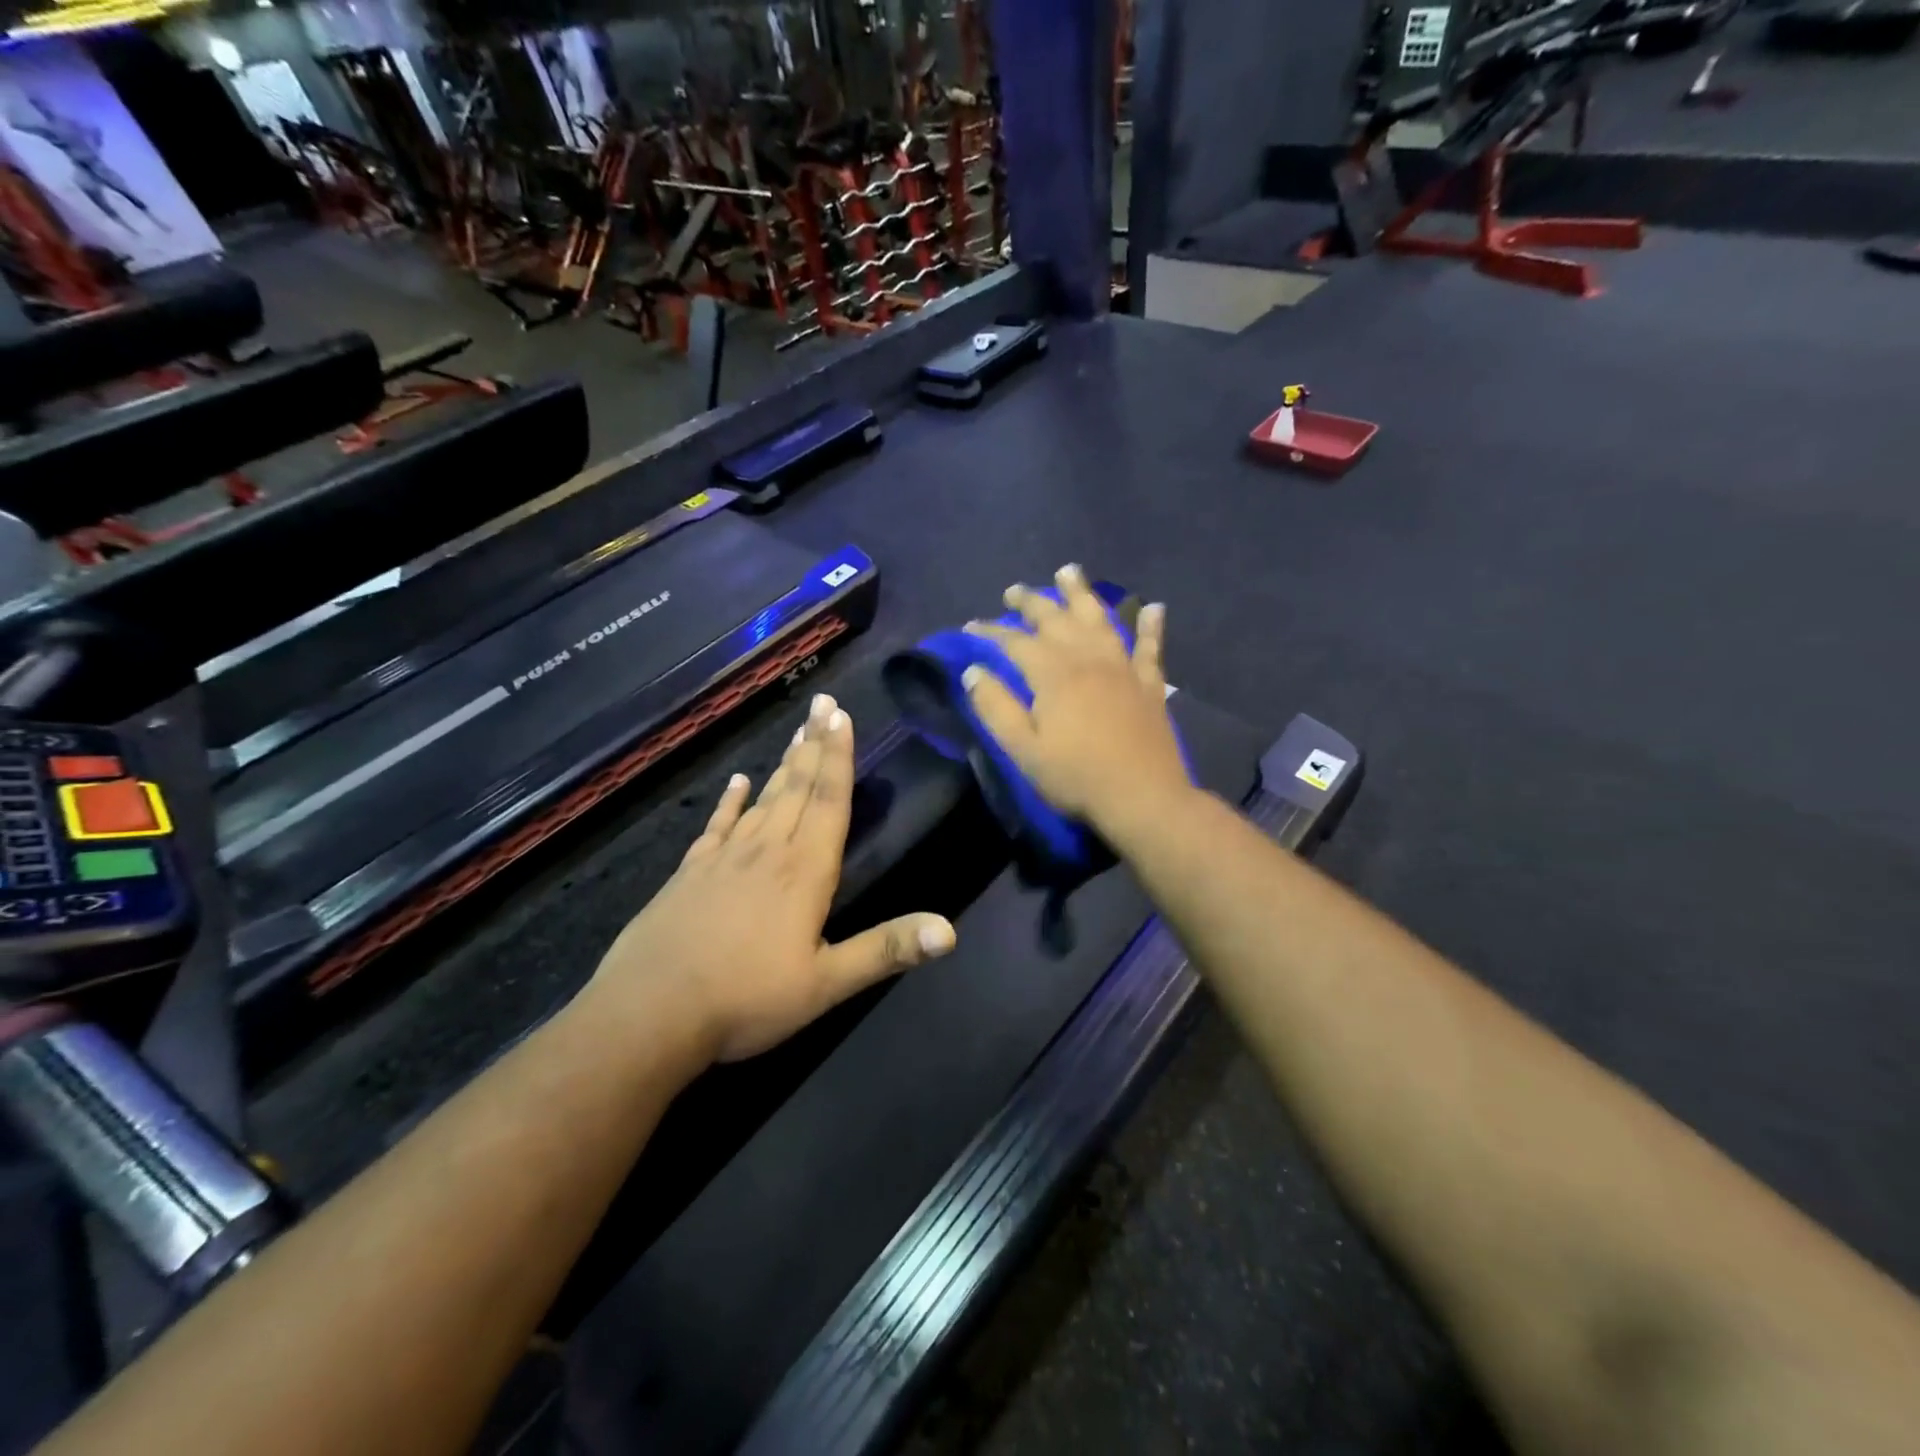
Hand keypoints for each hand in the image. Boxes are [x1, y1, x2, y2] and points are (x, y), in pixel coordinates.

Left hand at [589, 693, 955, 1062]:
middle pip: (798, 787)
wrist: (651, 1012)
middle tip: (823, 703)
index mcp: (805, 871)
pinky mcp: (691, 872)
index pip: (829, 801)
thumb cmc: (747, 999)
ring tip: (797, 731)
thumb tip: (950, 930)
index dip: (839, 757)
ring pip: (764, 799)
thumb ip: (886, 950)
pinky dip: (730, 801)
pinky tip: (737, 782)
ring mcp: (725, 858)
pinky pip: (718, 825)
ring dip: (784, 764)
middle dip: (815, 744)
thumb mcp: (826, 984)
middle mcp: (768, 851)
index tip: (841, 716)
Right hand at [962, 564, 1192, 838]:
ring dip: (1082, 594)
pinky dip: (1151, 626)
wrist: (1142, 797)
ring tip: (1069, 572)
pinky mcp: (1149, 684)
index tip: (971, 625)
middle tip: (1014, 591)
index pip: (1015, 642)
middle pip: (1056, 619)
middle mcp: (1088, 659)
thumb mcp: (1023, 749)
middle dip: (1032, 602)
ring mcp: (1122, 668)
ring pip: (1100, 619)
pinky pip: (1149, 647)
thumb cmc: (1076, 777)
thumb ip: (996, 707)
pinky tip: (1153, 607)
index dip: (991, 631)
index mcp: (1053, 674)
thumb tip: (973, 671)